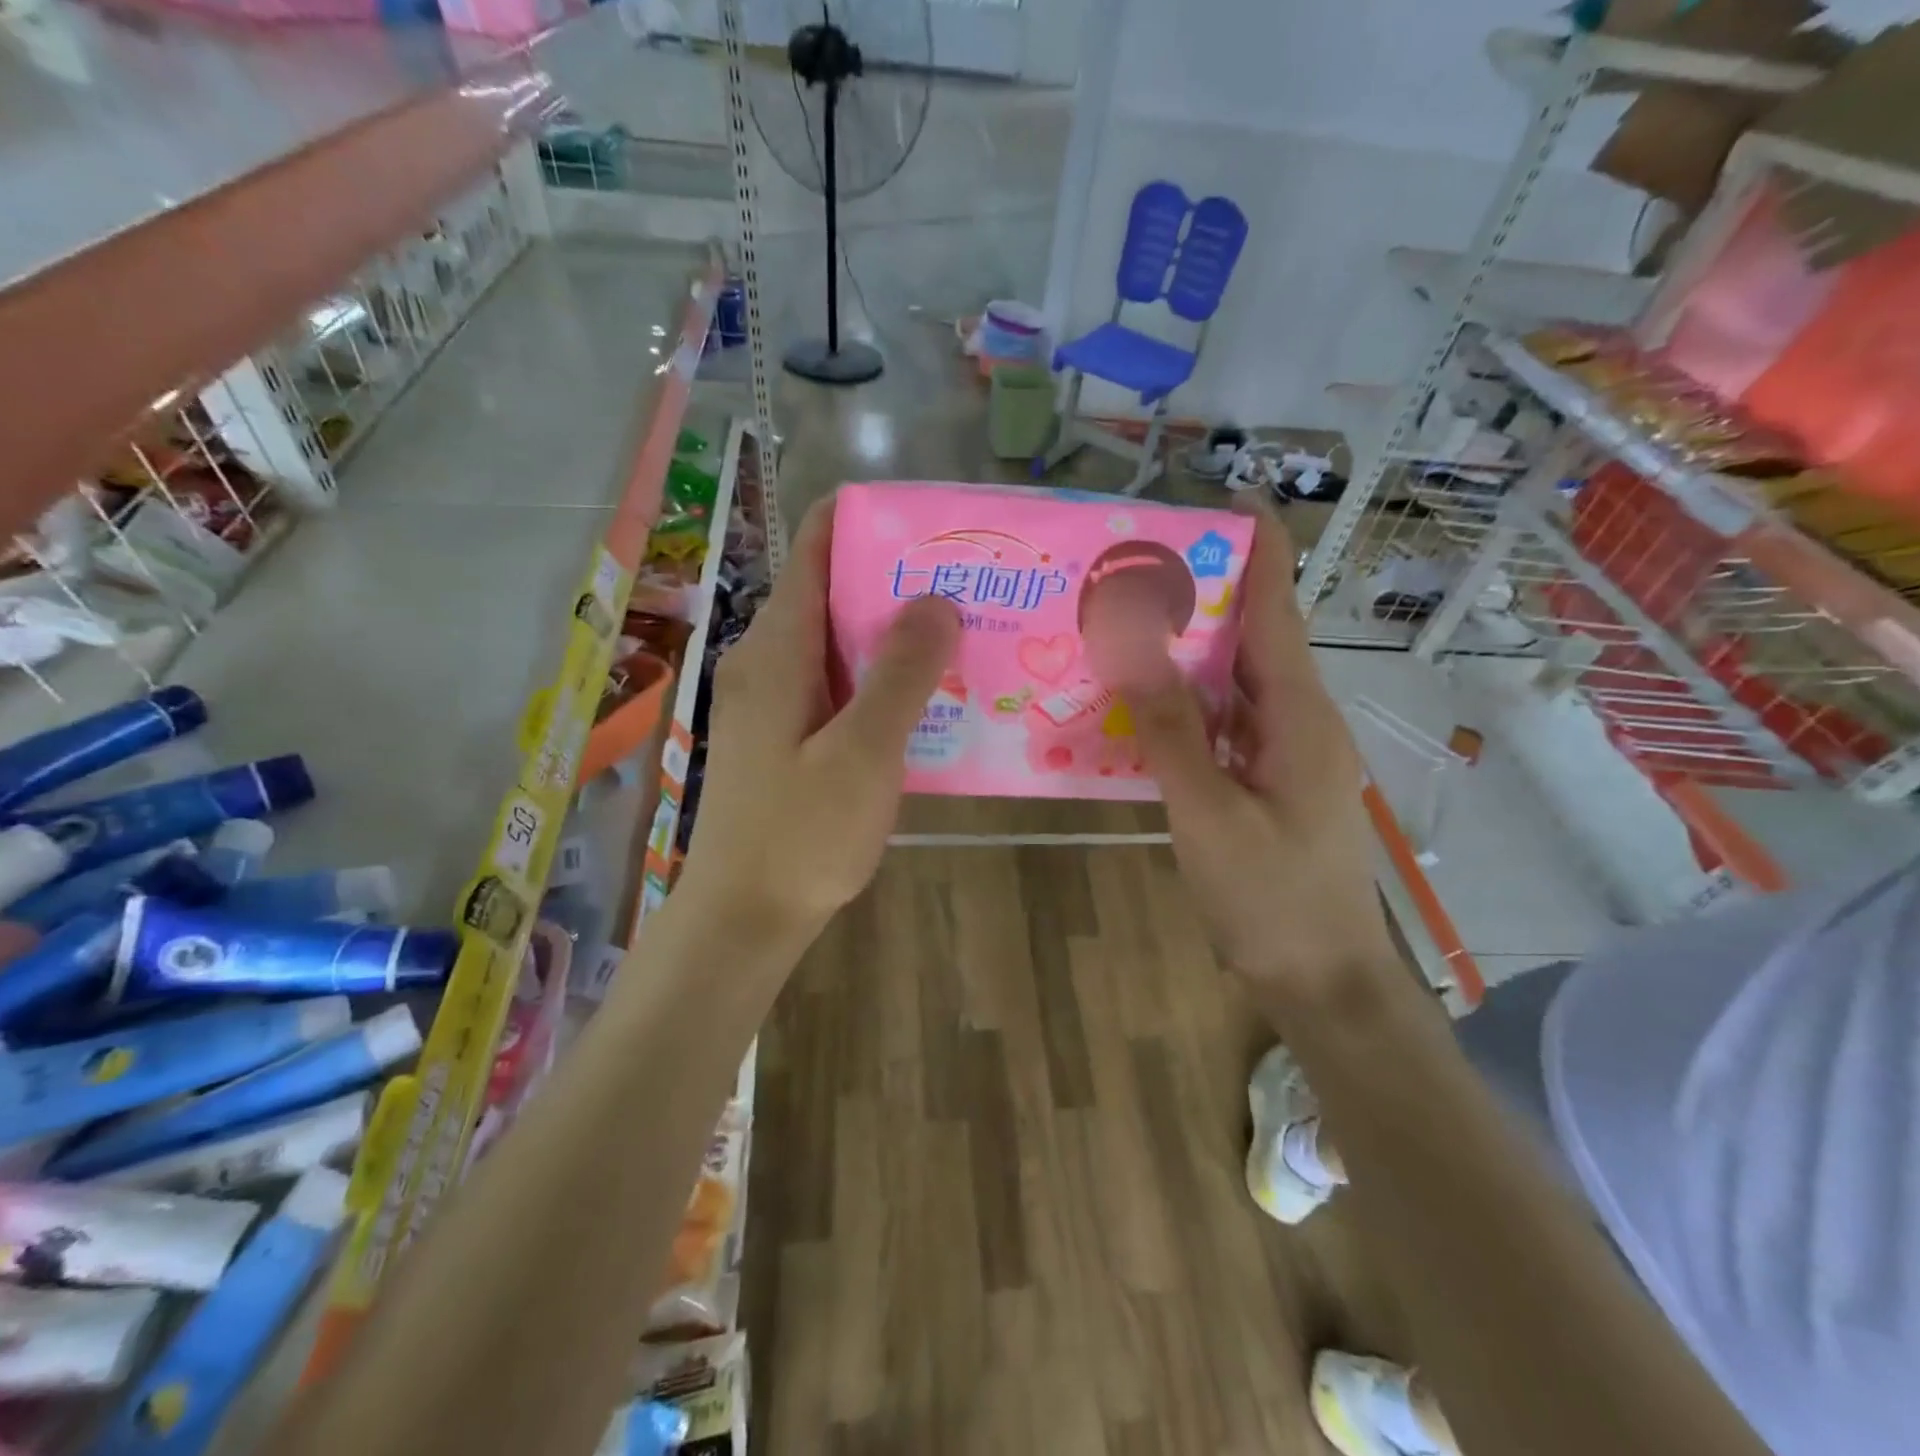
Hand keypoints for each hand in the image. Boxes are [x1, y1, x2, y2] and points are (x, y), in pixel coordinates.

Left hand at [678, 497, 959, 935]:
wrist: (745, 917)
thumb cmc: (802, 834)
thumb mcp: (864, 752)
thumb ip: (901, 673)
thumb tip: (935, 599)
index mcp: (776, 648)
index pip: (814, 546)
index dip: (868, 520)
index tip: (932, 524)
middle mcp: (766, 659)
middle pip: (831, 590)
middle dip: (895, 578)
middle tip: (968, 582)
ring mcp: (772, 698)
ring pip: (837, 639)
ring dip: (892, 631)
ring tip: (961, 629)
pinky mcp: (784, 733)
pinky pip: (835, 681)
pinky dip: (878, 675)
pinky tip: (925, 693)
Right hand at [1112, 509, 1396, 999]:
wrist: (1321, 978)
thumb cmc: (1271, 897)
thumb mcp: (1208, 813)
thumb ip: (1171, 729)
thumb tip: (1134, 645)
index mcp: (1298, 714)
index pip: (1277, 610)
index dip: (1257, 551)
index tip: (1225, 500)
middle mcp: (1299, 719)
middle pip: (1254, 638)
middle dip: (1205, 593)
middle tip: (1138, 564)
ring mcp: (1287, 752)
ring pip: (1237, 681)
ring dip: (1191, 648)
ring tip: (1130, 618)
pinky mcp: (1269, 779)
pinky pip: (1227, 722)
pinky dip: (1189, 702)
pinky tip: (1144, 700)